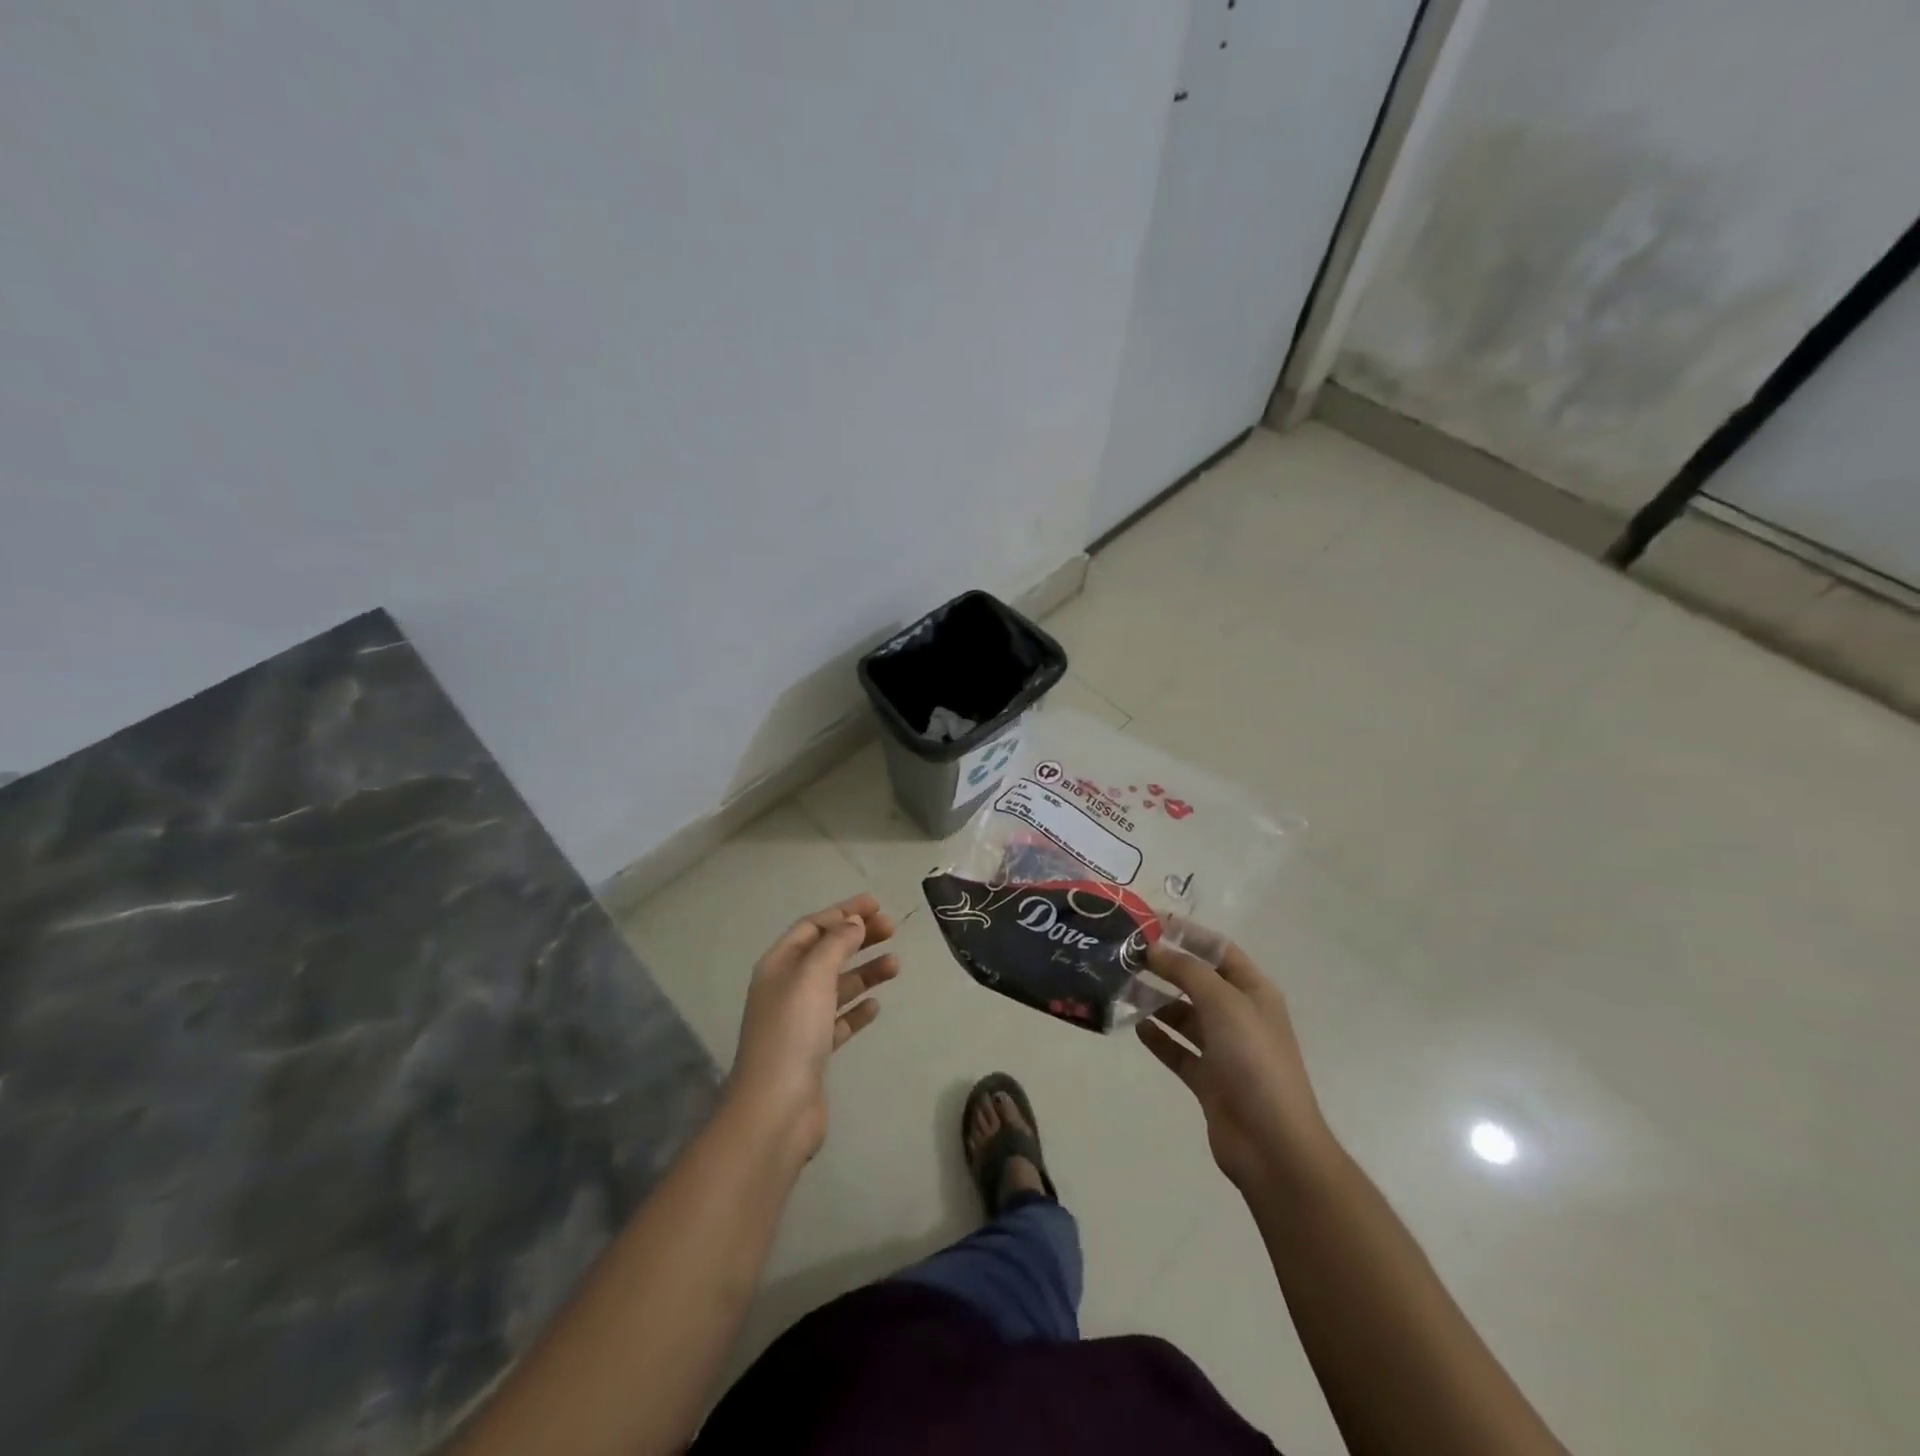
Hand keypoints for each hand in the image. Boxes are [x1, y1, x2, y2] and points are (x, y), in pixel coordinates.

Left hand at [730, 893, 897, 1161]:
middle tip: (892, 929)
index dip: (843, 913)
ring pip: (836, 986)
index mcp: (778, 966)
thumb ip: (835, 944)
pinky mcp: (813, 1052)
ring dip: (865, 972)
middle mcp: (786, 989)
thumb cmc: (793, 1032)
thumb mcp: (813, 976)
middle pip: (826, 953)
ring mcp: (799, 1022)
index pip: (812, 927)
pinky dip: (857, 1009)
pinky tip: (876, 1006)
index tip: (877, 905)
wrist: (777, 1108)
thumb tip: (853, 922)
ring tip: (896, 965)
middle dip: (858, 938)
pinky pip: (839, 1021)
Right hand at [1137, 932, 1335, 1192]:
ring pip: (1183, 1015)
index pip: (1218, 949)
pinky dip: (1158, 1037)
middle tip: (1124, 955)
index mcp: (1253, 991)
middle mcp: (1239, 1015)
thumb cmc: (1253, 1060)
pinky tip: (1134, 1026)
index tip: (1148, 921)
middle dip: (1164, 967)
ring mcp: (1224, 1049)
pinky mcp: (1208, 1080)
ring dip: (1155, 1001)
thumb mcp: (1223, 1003)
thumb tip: (1153, 947)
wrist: (1272, 1144)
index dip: (1187, 933)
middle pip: (1197, 981)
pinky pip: (1178, 1050)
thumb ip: (1186, 971)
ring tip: (1119, 987)